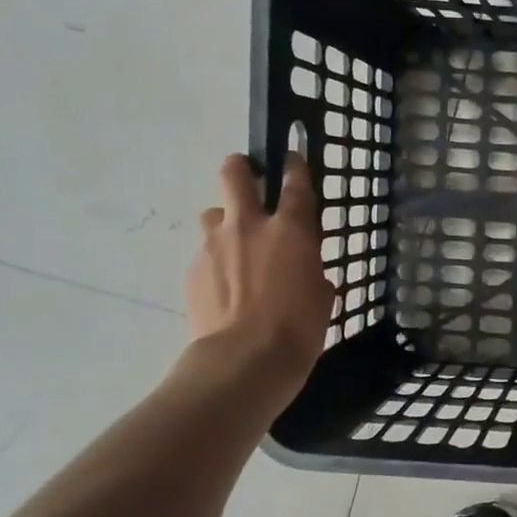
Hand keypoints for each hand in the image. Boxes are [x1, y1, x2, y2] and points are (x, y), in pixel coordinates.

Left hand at [185, 153, 333, 382]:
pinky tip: (225, 288)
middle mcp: (249, 226)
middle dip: (241, 168)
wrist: (245, 360)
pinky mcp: (192, 270)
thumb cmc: (300, 328)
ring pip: (212, 214)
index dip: (294, 166)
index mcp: (291, 230)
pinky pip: (205, 254)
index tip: (290, 157)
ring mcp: (214, 246)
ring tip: (234, 246)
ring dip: (224, 221)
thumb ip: (312, 271)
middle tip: (247, 177)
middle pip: (235, 175)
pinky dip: (216, 262)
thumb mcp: (323, 295)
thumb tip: (305, 271)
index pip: (294, 183)